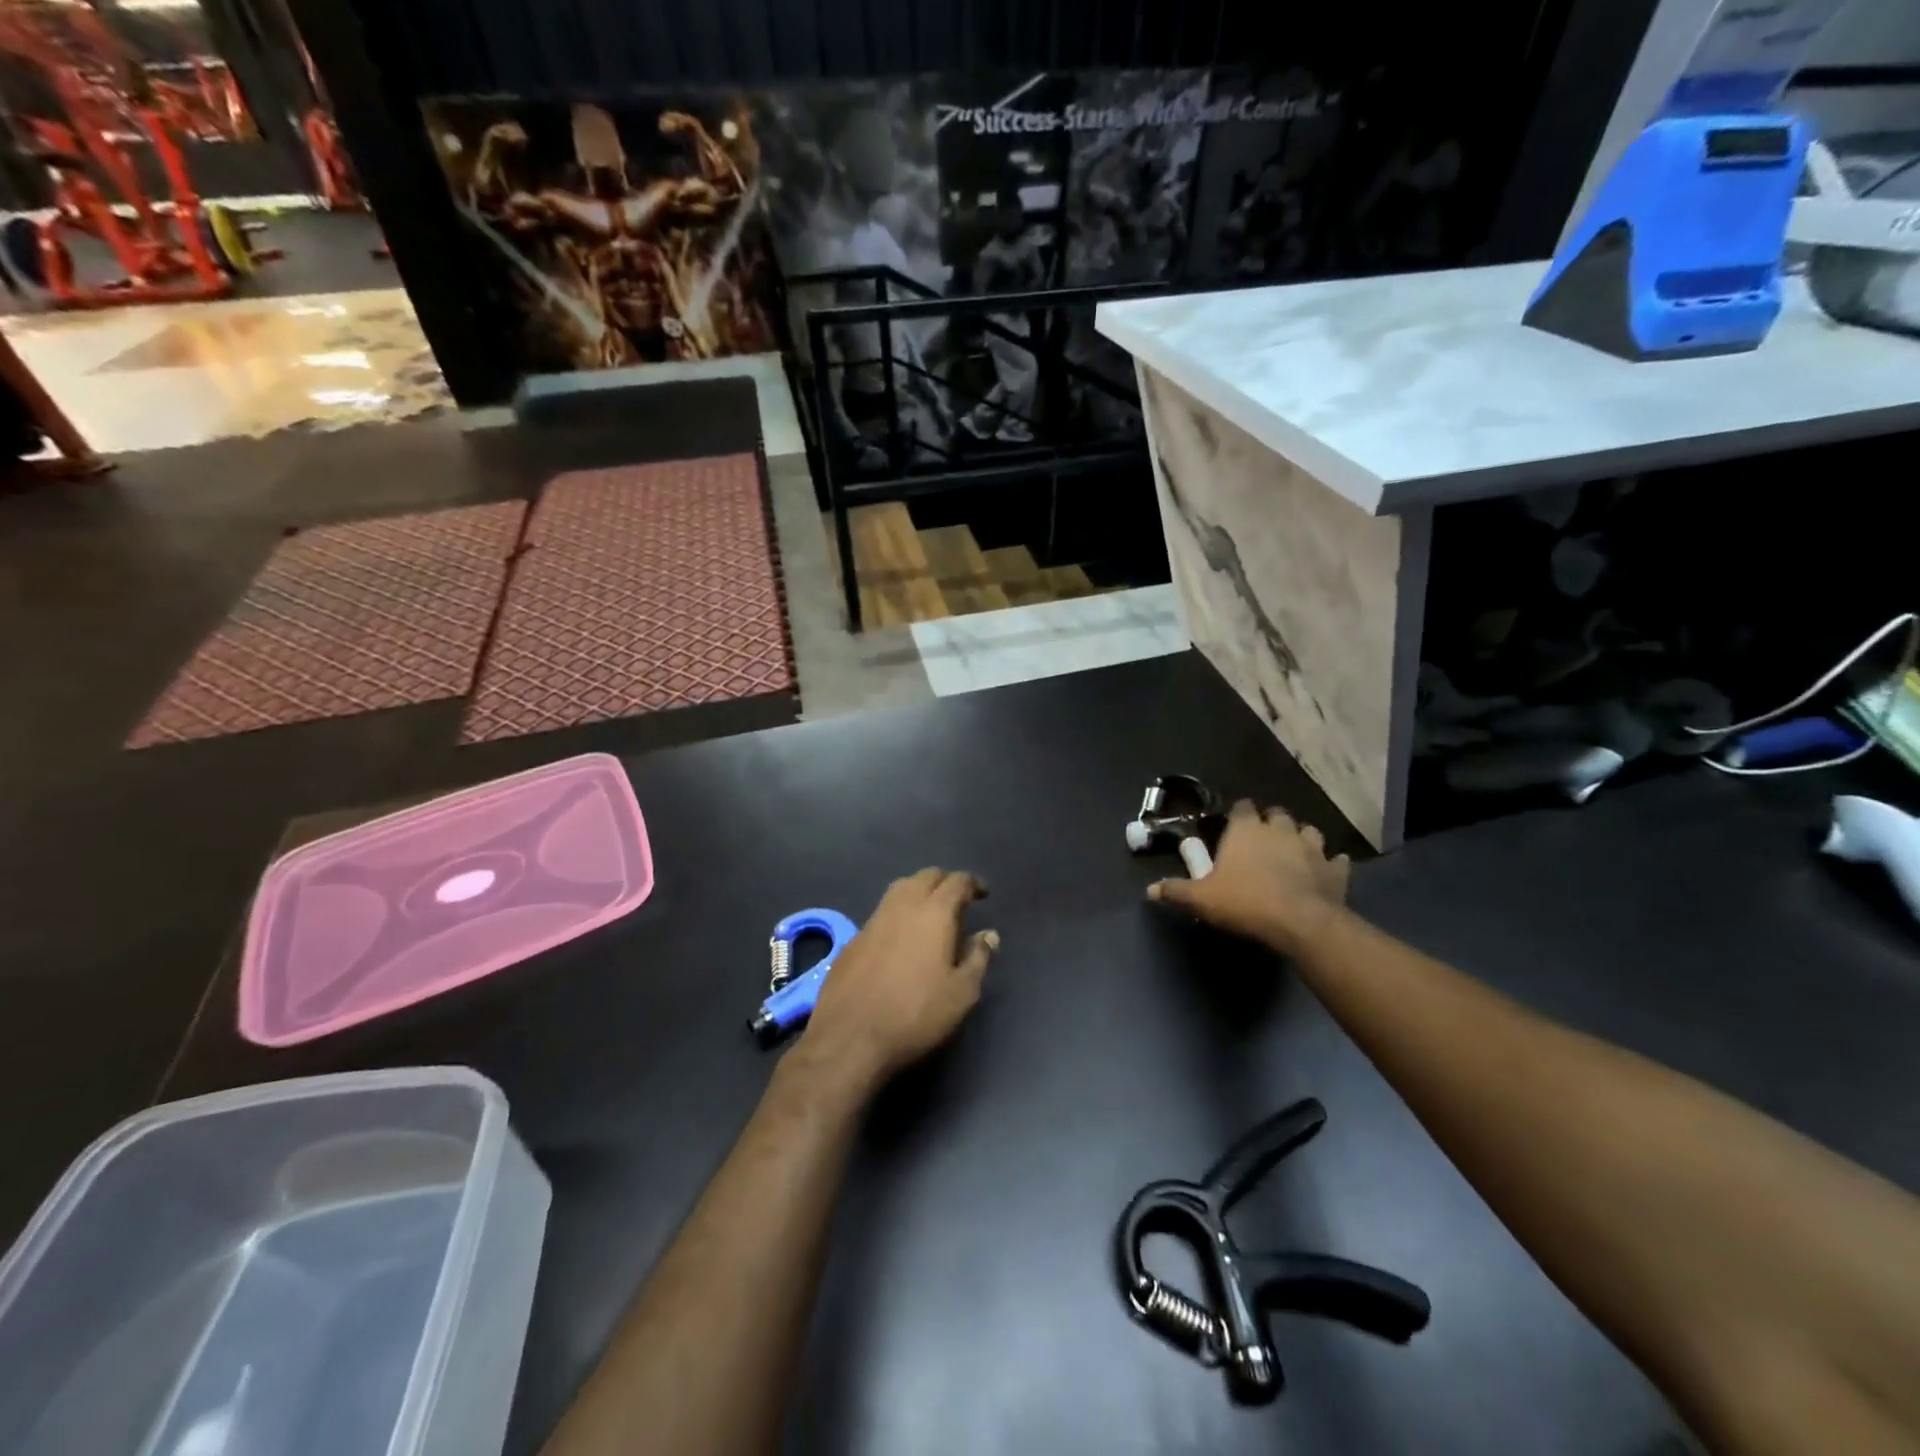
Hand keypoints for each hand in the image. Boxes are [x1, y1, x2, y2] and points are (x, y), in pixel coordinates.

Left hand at [800, 868, 997, 1089]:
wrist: (849, 1037)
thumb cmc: (915, 1014)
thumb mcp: (961, 993)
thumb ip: (978, 958)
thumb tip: (989, 934)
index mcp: (933, 913)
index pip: (956, 882)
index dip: (972, 883)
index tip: (982, 893)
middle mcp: (902, 906)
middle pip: (925, 877)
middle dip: (944, 881)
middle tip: (957, 899)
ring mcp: (873, 921)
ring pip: (899, 889)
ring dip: (918, 891)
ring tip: (930, 912)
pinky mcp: (852, 940)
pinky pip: (881, 913)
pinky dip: (897, 914)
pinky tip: (900, 938)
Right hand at [1147, 802, 1349, 954]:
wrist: (1301, 922)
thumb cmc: (1245, 902)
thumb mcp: (1201, 899)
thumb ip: (1176, 891)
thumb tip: (1149, 890)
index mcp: (1246, 830)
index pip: (1242, 807)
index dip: (1239, 814)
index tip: (1234, 825)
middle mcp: (1280, 830)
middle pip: (1277, 814)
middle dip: (1271, 823)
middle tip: (1262, 840)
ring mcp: (1312, 848)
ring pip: (1309, 831)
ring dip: (1301, 839)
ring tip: (1294, 852)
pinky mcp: (1336, 870)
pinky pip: (1336, 861)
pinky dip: (1331, 864)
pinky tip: (1326, 871)